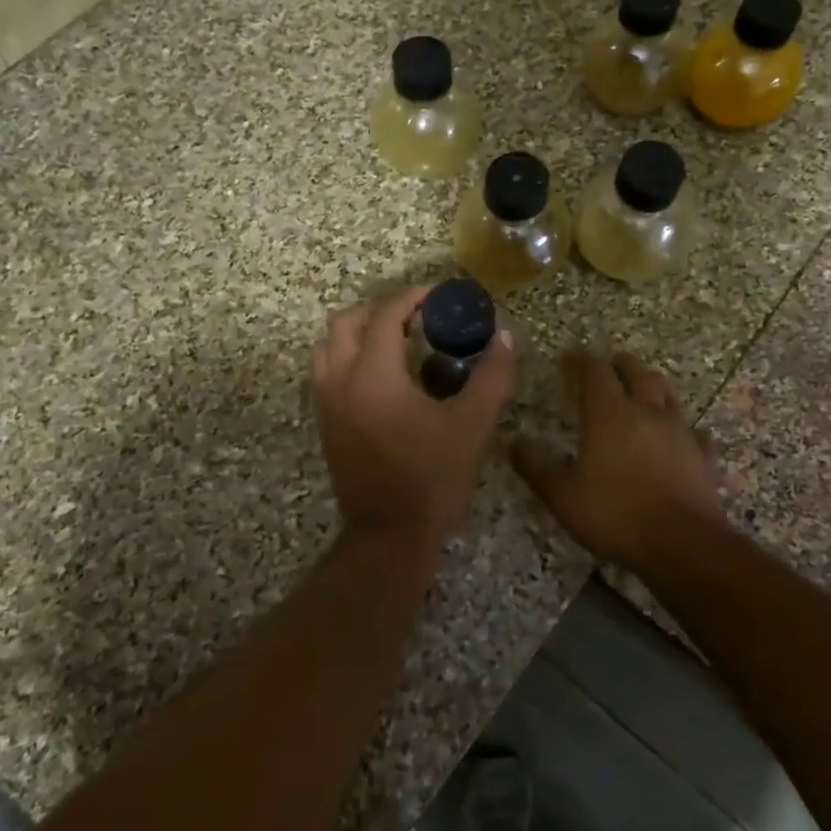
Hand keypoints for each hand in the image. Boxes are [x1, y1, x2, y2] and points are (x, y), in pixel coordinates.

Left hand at [312, 286, 516, 547]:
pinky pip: (327, 370)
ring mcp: (326, 403)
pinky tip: (382, 373)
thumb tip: (506, 337)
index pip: (385, 315)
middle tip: (416, 315)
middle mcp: (340, 381)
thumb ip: (492, 376)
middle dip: (381, 309)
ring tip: (396, 339)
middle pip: (347, 322)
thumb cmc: (432, 479)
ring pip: (329, 345)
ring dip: (359, 330)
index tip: (439, 295)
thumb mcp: (472, 426)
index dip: (413, 297)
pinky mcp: (324, 422)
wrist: (389, 535)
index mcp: (373, 376)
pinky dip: (349, 355)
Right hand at [512, 350, 723, 575]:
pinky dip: (684, 428)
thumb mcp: (562, 495)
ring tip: (644, 388)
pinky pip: (695, 433)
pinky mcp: (703, 457)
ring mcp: (681, 433)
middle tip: (611, 363)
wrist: (682, 545)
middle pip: (637, 374)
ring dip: (653, 386)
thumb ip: (536, 466)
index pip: (595, 371)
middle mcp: (647, 412)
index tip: (570, 357)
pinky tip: (682, 436)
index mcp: (610, 414)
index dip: (581, 360)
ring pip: (668, 395)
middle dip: (621, 365)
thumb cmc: (615, 514)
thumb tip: (514, 442)